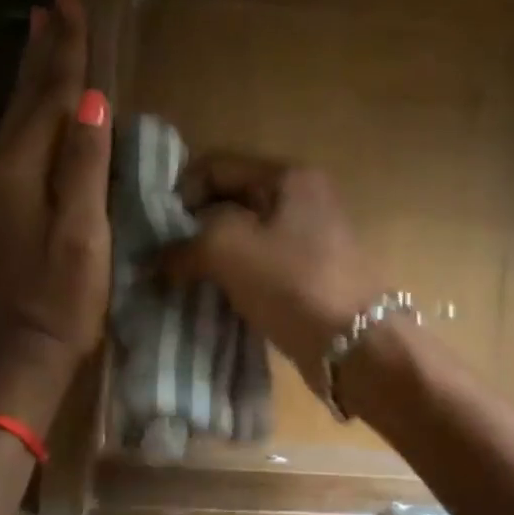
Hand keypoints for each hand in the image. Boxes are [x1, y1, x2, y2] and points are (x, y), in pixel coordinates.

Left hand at [0, 0, 111, 431]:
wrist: (14, 363)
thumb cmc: (59, 304)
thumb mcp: (82, 235)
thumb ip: (85, 167)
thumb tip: (94, 101)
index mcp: (16, 169)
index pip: (50, 94)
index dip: (67, 47)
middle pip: (25, 97)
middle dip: (44, 49)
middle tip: (55, 1)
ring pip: (17, 117)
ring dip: (34, 75)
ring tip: (45, 34)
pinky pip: (18, 143)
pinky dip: (32, 112)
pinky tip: (40, 108)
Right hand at [161, 155, 380, 397]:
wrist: (359, 346)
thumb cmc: (295, 284)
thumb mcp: (230, 249)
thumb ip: (185, 245)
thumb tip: (155, 260)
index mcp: (289, 178)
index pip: (217, 167)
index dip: (180, 193)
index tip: (154, 231)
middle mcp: (302, 201)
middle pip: (230, 202)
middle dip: (192, 229)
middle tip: (161, 259)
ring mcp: (308, 241)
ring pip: (243, 239)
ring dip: (210, 258)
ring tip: (179, 281)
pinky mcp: (308, 278)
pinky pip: (258, 268)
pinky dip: (232, 280)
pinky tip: (209, 298)